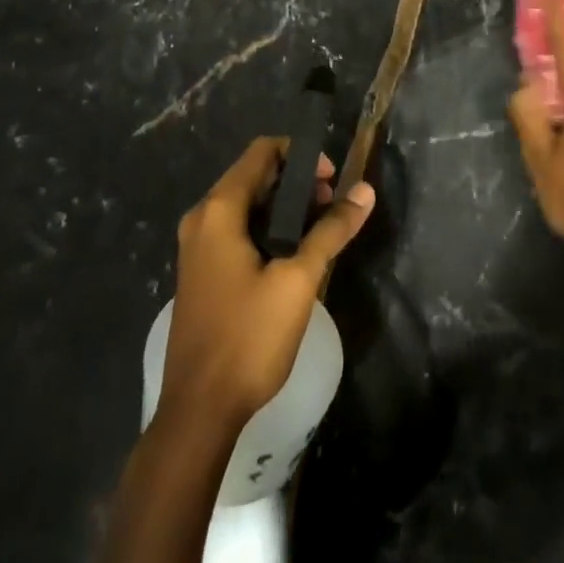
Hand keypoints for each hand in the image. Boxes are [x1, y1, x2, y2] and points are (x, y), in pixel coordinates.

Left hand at [162, 137, 374, 430]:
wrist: (199, 410)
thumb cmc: (248, 337)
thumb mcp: (298, 280)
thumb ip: (331, 230)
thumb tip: (365, 190)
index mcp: (219, 210)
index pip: (262, 152)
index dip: (302, 155)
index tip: (333, 181)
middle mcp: (202, 219)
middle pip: (254, 175)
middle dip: (298, 181)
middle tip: (333, 206)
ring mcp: (197, 247)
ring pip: (247, 204)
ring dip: (285, 206)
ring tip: (321, 229)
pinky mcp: (202, 271)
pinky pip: (238, 230)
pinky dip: (268, 227)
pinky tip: (295, 254)